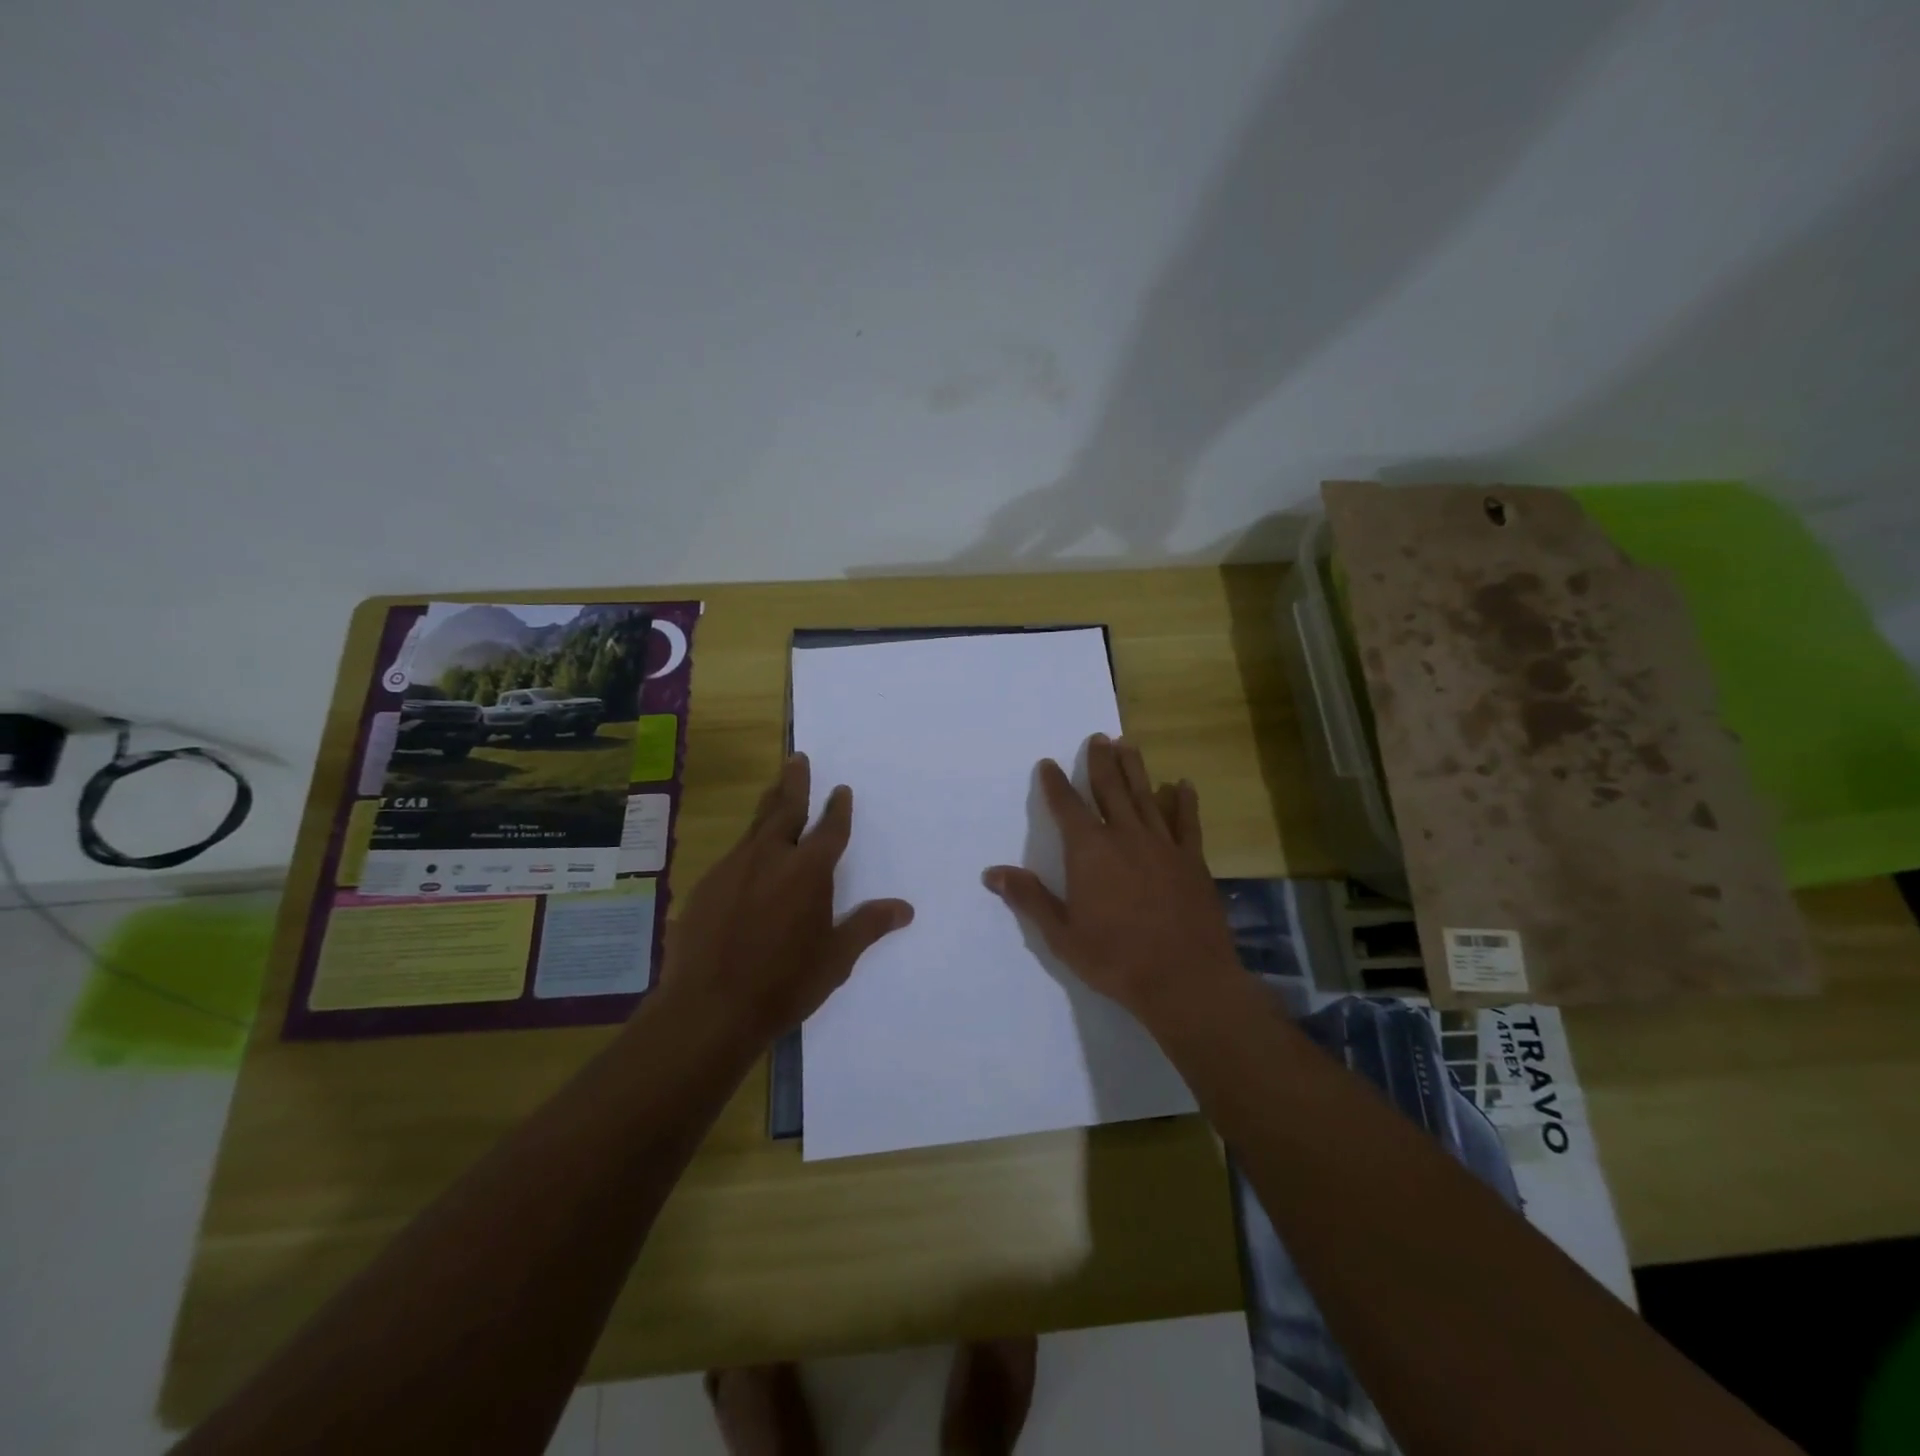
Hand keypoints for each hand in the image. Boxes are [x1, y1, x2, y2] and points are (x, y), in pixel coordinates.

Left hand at [665, 754, 912, 1042]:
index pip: (830, 830)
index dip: (838, 809)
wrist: (708, 1009)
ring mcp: (733, 869)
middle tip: (797, 758)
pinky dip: (747, 848)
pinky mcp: (705, 886)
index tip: (841, 790)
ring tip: (776, 792)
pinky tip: (748, 861)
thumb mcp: (836, 958)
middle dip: (795, 782)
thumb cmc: (784, 984)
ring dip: (769, 807)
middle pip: (785, 809)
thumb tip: (906, 908)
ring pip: (755, 827)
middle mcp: (770, 858)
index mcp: (808, 871)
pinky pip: (733, 856)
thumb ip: (868, 926)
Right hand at [983, 735, 1240, 1029]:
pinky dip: (1183, 801)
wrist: (1185, 980)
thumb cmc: (1116, 959)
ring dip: (1135, 768)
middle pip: (1110, 788)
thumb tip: (992, 872)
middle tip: (1097, 737)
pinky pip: (1186, 822)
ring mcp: (1162, 845)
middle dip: (1100, 761)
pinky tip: (1182, 784)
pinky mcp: (1191, 860)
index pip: (1067, 807)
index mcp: (1090, 851)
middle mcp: (1125, 836)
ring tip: (1128, 744)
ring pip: (1146, 795)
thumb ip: (1029, 898)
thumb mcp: (1062, 935)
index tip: (1048, 762)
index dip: (1055, 783)